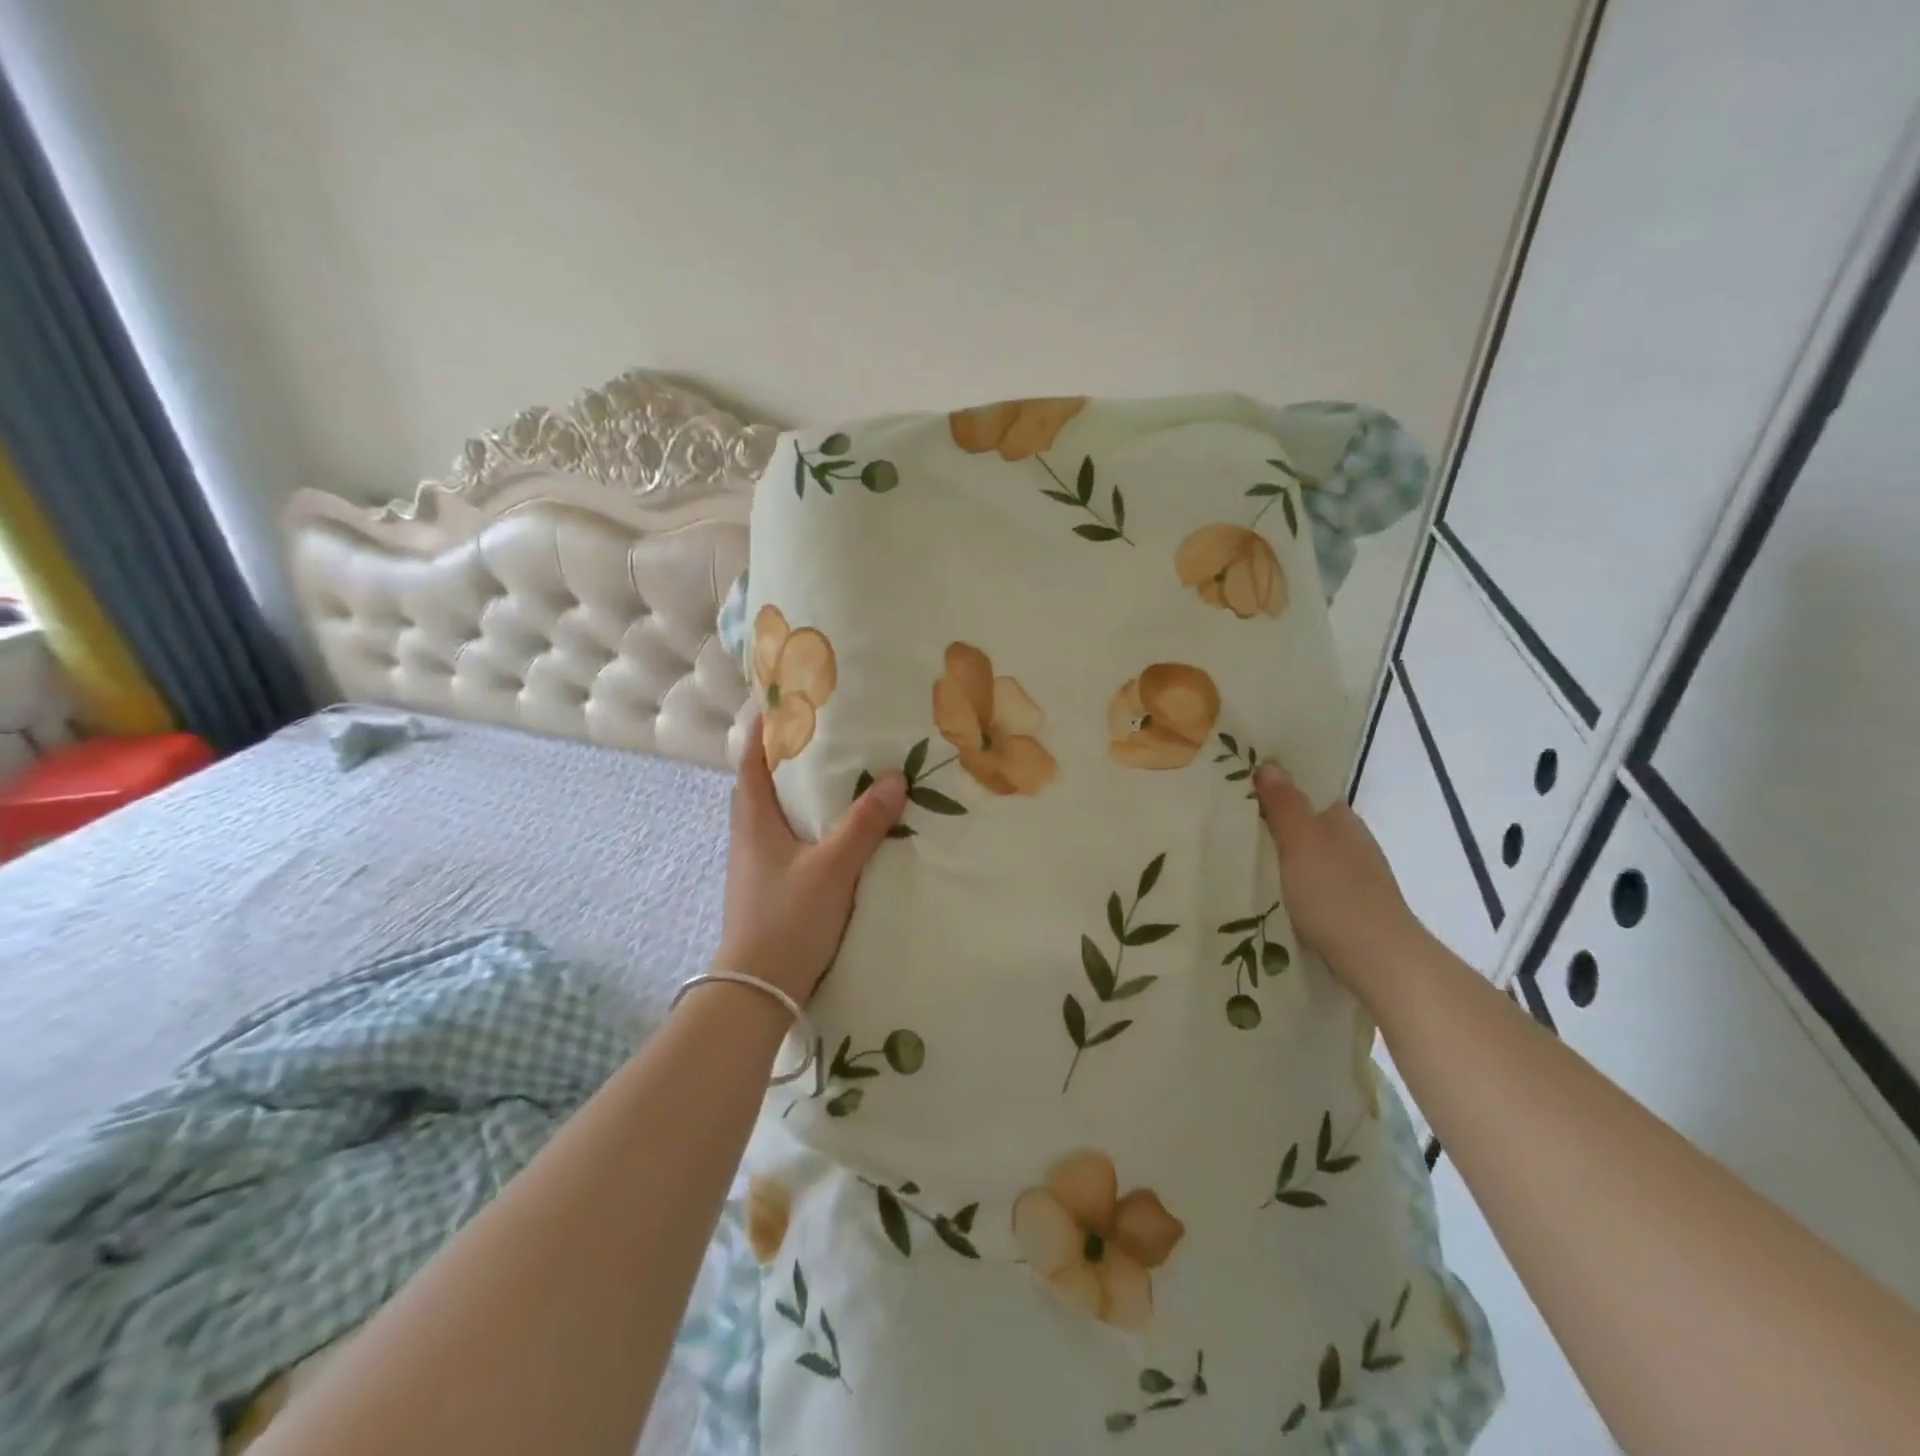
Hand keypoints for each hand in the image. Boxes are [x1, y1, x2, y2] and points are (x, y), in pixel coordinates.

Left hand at [715, 719, 907, 1004]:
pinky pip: (787, 838)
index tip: (786, 701)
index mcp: (754, 819)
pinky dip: (807, 822)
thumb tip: (896, 778)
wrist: (758, 989)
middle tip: (826, 734)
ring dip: (798, 791)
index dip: (764, 729)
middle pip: (762, 782)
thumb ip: (864, 824)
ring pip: (776, 812)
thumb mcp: (833, 867)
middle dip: (787, 755)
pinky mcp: (769, 886)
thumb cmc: (788, 919)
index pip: (751, 760)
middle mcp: (749, 835)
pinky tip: (835, 830)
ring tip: (837, 775)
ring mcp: (756, 863)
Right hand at [1253, 762, 1425, 1006]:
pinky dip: (1296, 886)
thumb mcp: (1300, 842)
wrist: (1379, 957)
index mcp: (1342, 819)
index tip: (1241, 795)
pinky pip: (1316, 885)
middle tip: (1233, 829)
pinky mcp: (1353, 907)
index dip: (1277, 791)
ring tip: (1245, 864)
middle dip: (1277, 826)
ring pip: (1312, 857)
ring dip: (1285, 859)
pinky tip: (1275, 896)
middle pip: (1308, 825)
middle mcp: (1353, 841)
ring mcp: (1357, 876)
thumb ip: (1284, 805)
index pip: (1307, 793)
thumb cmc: (1334, 892)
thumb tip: (1268, 764)